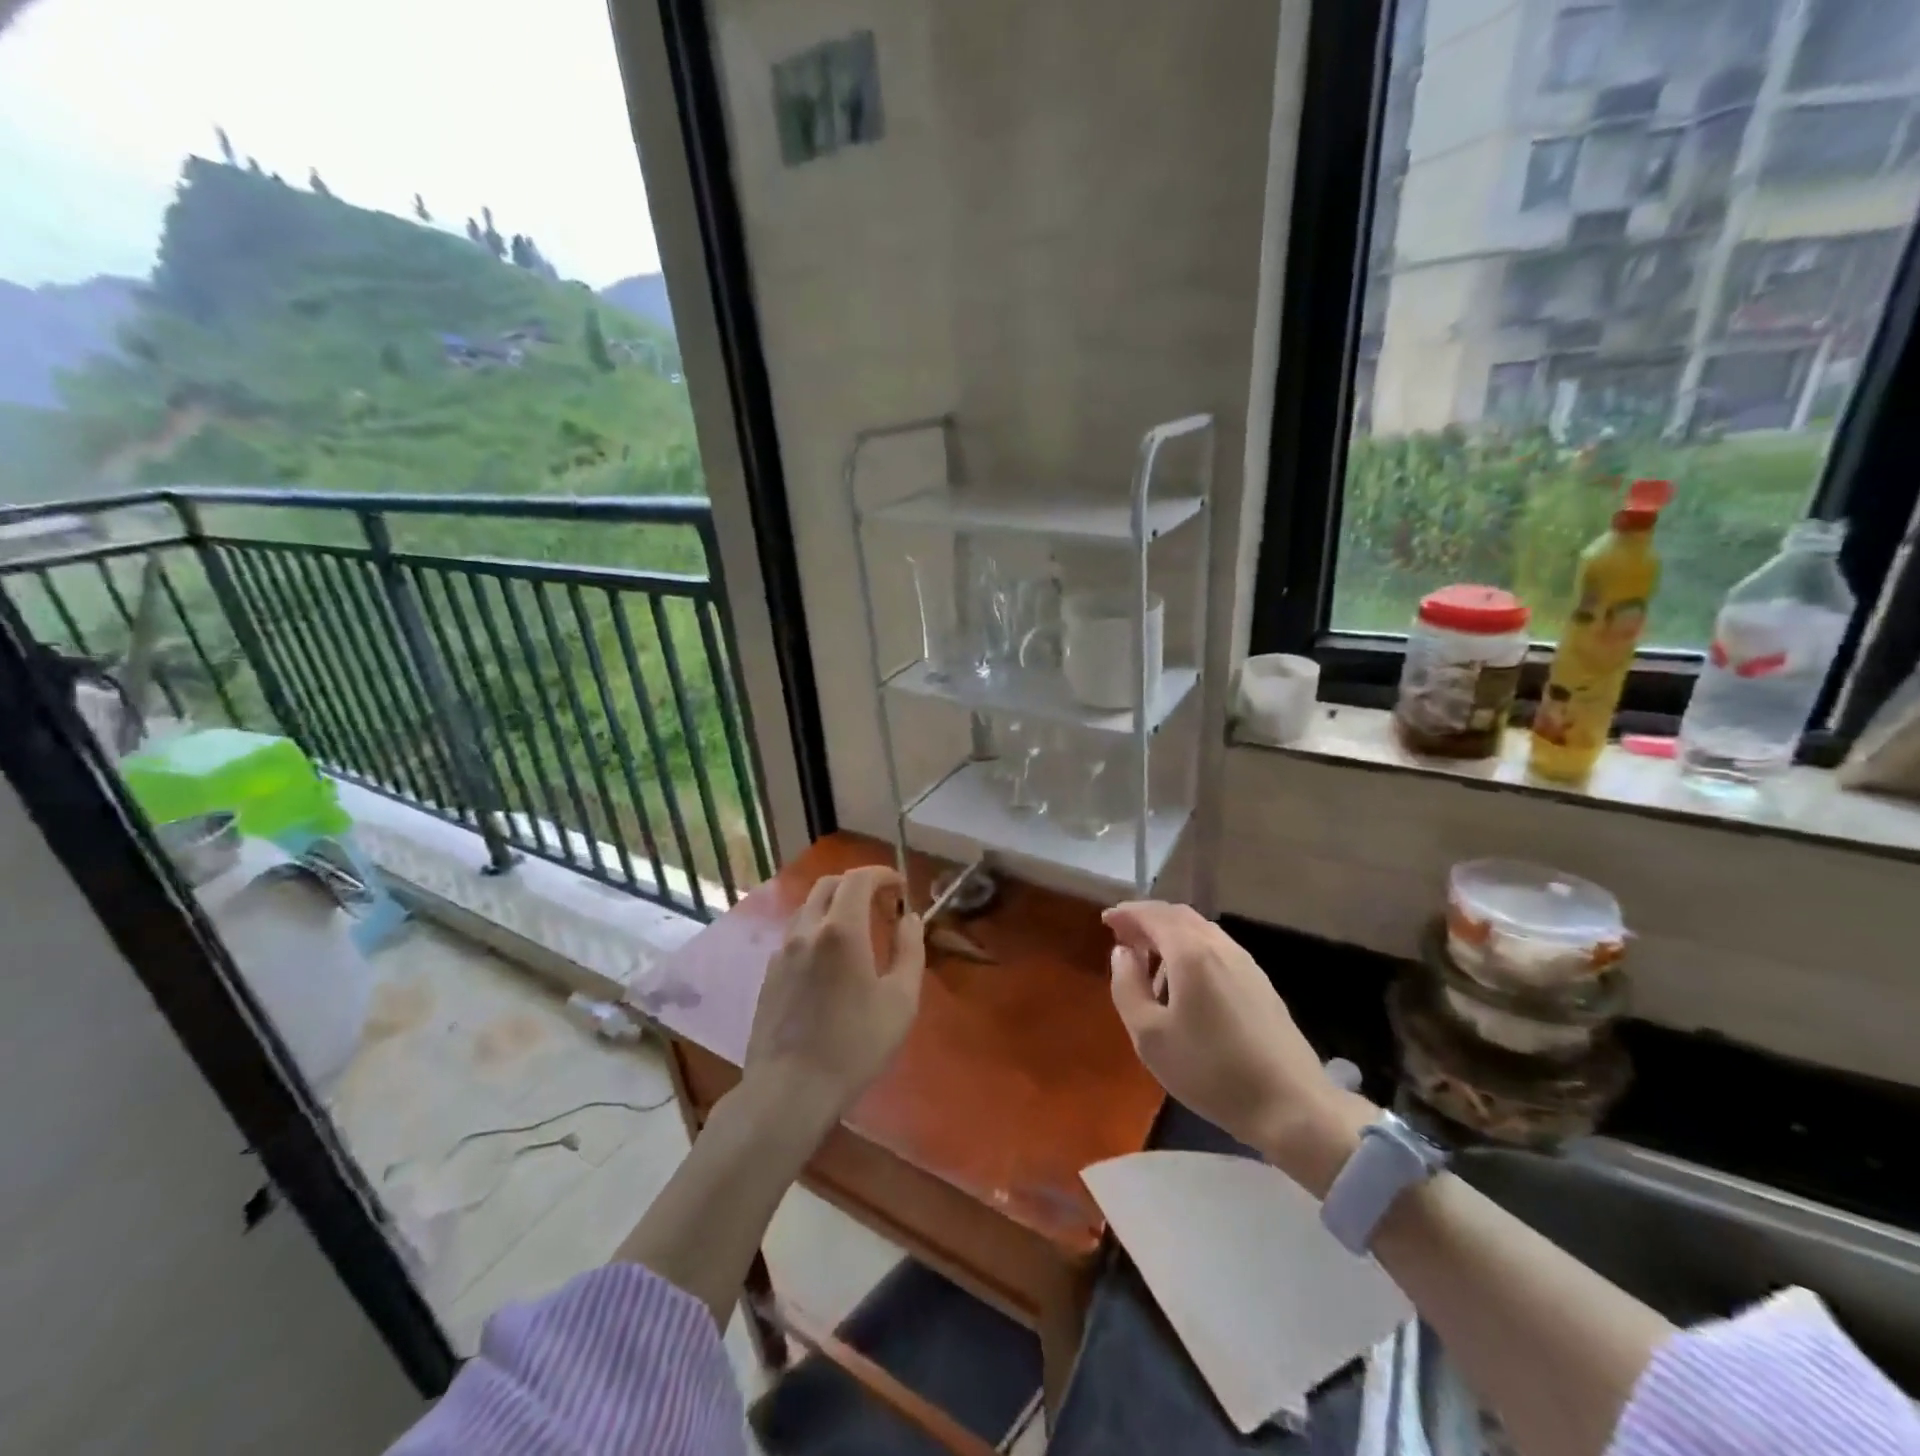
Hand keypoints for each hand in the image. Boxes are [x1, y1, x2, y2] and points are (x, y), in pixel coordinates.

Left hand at [744, 866, 925, 1122]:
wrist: (789, 1090)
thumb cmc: (854, 1045)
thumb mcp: (901, 1000)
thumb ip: (910, 950)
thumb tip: (910, 919)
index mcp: (841, 930)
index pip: (859, 879)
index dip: (882, 874)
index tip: (900, 887)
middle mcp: (806, 930)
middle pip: (829, 885)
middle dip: (857, 884)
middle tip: (881, 904)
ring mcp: (782, 952)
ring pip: (808, 908)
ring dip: (835, 906)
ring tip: (858, 931)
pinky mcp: (769, 975)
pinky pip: (795, 935)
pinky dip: (817, 929)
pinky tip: (830, 961)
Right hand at [1104, 901, 1374, 1195]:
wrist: (1290, 1106)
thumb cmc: (1210, 1071)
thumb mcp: (1149, 1036)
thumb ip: (1127, 986)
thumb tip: (1122, 953)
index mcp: (1190, 952)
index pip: (1152, 914)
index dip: (1126, 913)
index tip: (1106, 921)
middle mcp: (1219, 945)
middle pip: (1178, 915)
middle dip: (1148, 920)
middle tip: (1124, 938)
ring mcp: (1245, 962)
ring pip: (1200, 931)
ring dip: (1170, 935)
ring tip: (1150, 964)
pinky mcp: (1260, 982)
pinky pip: (1216, 949)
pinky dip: (1191, 950)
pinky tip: (1186, 984)